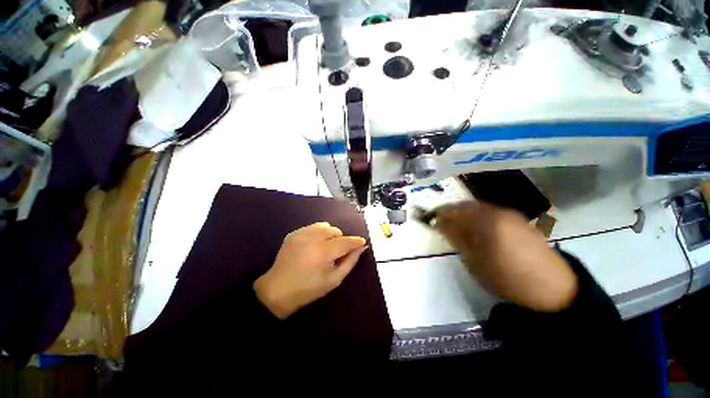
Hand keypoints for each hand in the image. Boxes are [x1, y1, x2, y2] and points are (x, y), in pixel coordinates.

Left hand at [254, 222, 367, 318]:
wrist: (277, 291)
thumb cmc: (308, 289)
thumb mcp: (334, 280)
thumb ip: (350, 262)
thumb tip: (361, 248)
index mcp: (323, 252)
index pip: (345, 241)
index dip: (356, 241)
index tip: (362, 242)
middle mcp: (312, 239)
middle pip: (335, 231)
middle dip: (341, 239)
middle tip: (338, 252)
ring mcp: (301, 234)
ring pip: (324, 226)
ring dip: (330, 234)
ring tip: (326, 247)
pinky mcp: (293, 233)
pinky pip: (313, 227)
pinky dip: (318, 233)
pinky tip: (315, 244)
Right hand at [434, 201, 577, 311]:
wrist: (551, 287)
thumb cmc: (506, 277)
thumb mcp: (474, 260)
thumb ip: (456, 238)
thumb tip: (440, 224)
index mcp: (486, 221)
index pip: (455, 212)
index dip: (441, 215)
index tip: (432, 221)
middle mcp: (498, 212)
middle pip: (467, 206)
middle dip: (452, 212)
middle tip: (443, 223)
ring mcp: (510, 214)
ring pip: (479, 208)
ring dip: (465, 214)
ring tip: (458, 227)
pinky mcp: (519, 220)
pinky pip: (491, 212)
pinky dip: (479, 217)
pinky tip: (478, 229)